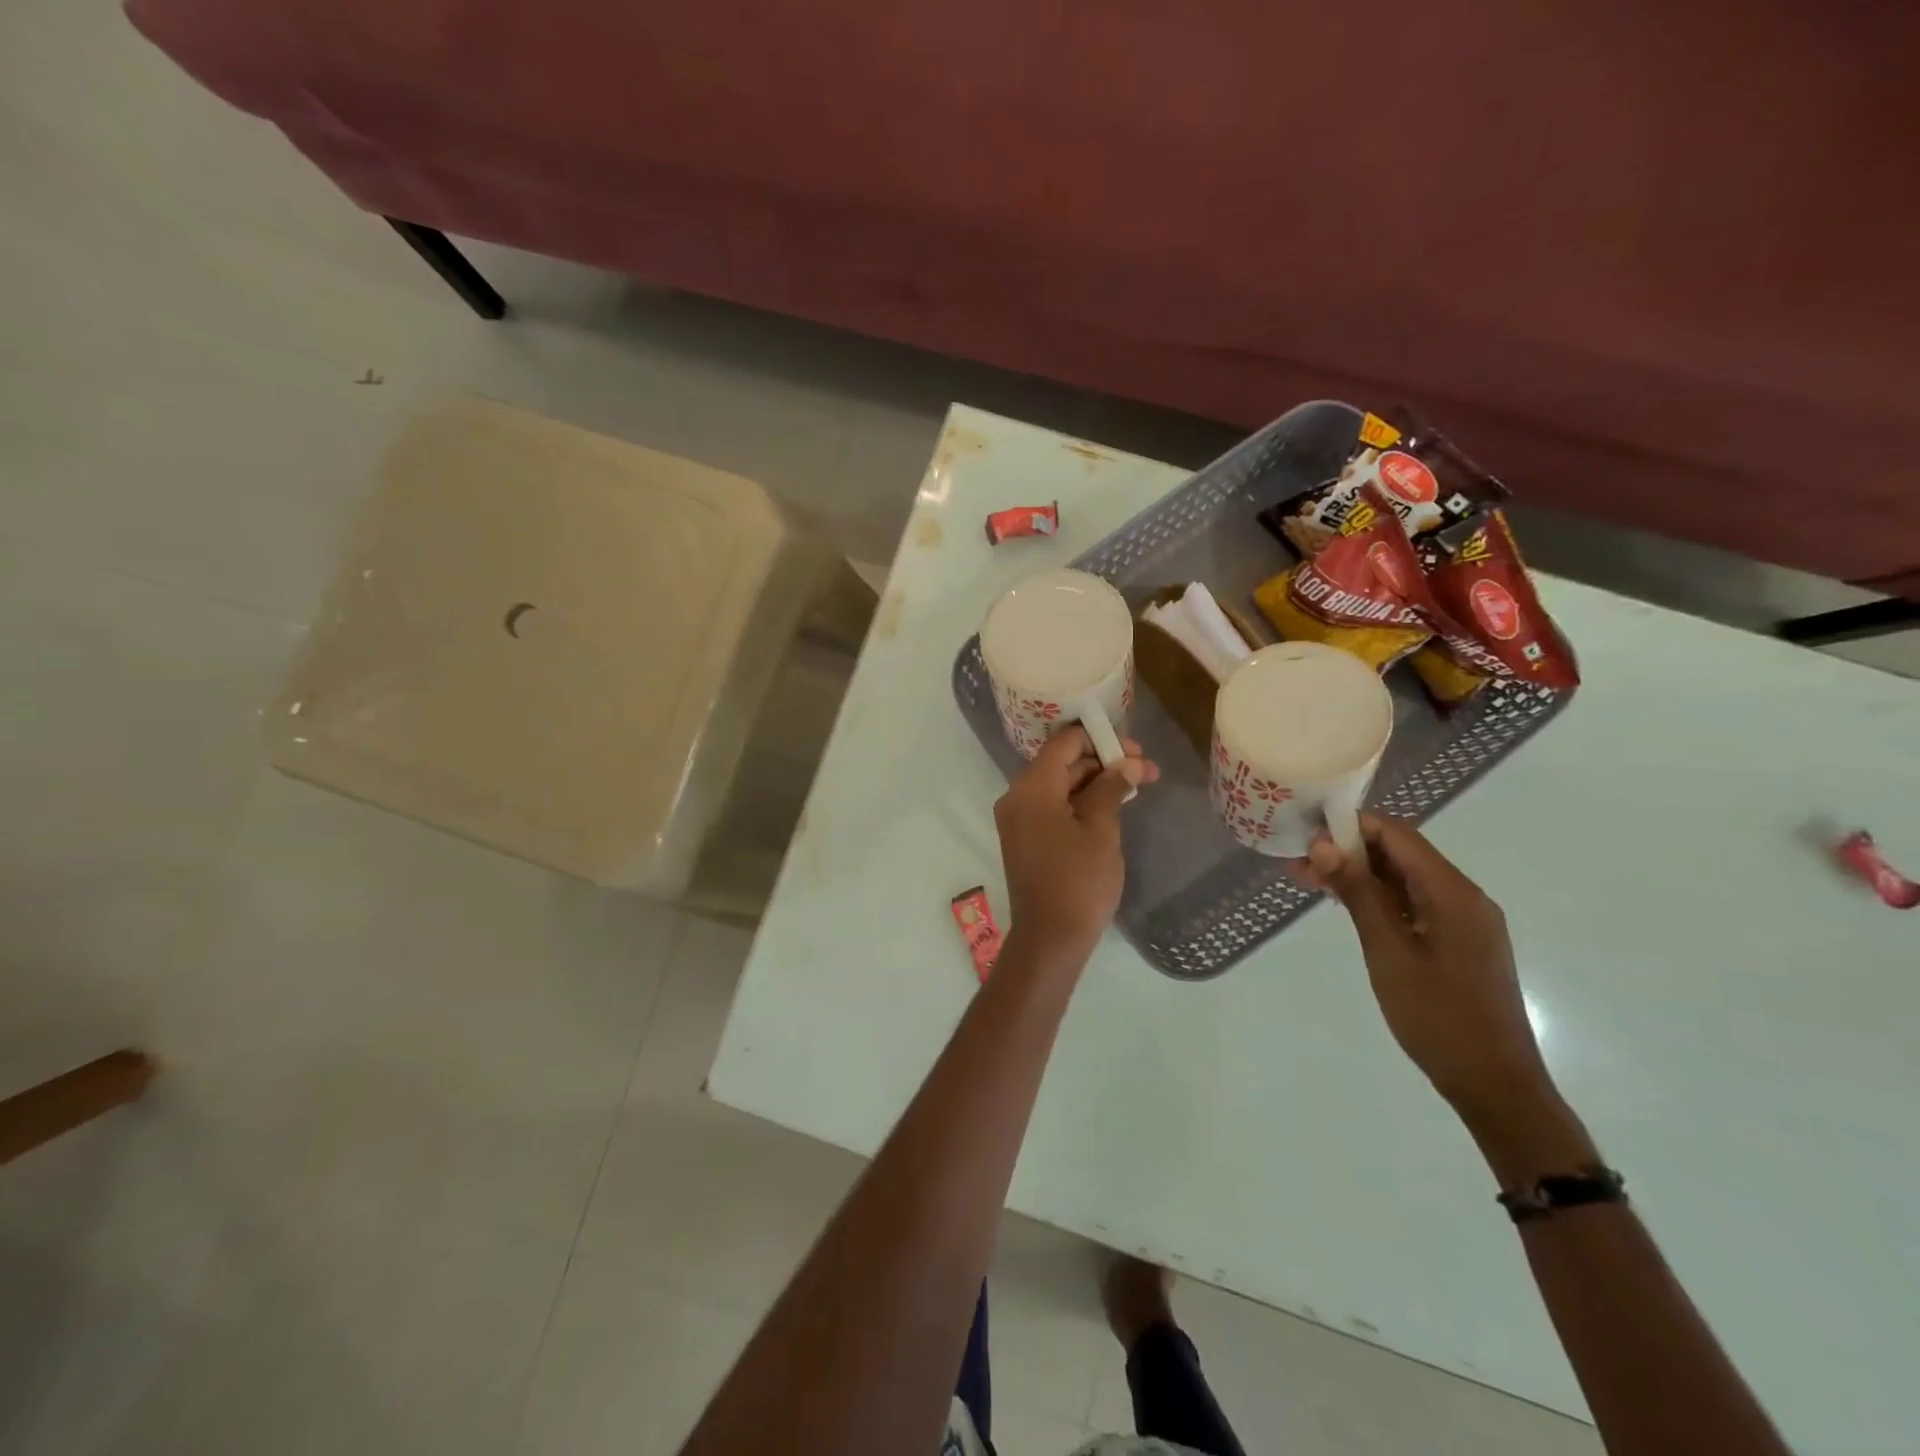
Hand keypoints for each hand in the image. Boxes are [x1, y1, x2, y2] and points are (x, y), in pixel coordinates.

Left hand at [994, 728, 1157, 970]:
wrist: (1051, 938)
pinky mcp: (1026, 838)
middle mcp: (1017, 797)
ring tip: (1139, 784)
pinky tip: (1114, 803)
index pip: (1063, 744)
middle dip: (1103, 761)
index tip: (1135, 747)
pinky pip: (1053, 807)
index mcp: (1031, 788)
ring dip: (1096, 782)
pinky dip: (1081, 802)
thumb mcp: (1101, 830)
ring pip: (1060, 786)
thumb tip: (1128, 763)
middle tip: (1146, 768)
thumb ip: (1111, 788)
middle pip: (1061, 763)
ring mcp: (1019, 819)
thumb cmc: (1079, 880)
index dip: (1099, 739)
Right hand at [1307, 814, 1554, 1126]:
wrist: (1495, 1085)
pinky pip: (1416, 904)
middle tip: (1299, 864)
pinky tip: (1347, 908)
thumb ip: (1358, 894)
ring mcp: (1466, 921)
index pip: (1398, 835)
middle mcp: (1466, 897)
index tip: (1306, 834)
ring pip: (1406, 880)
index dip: (1351, 826)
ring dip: (1361, 877)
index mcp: (1454, 893)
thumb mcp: (1388, 952)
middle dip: (1350, 852)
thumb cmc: (1438, 1017)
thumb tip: (1324, 845)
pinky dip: (1380, 900)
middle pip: (1402, 854)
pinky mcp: (1460, 943)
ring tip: (1311, 883)